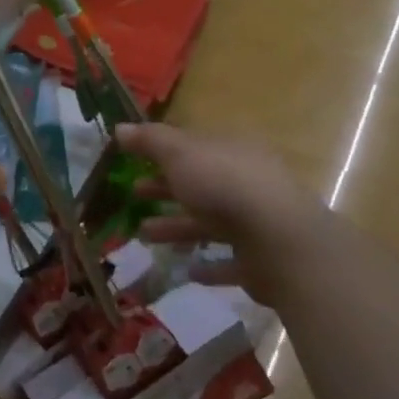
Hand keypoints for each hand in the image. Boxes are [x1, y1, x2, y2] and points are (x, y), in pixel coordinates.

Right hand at [116, 122, 330, 302]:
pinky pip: (229, 261)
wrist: (278, 239)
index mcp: (231, 151)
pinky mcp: (260, 260)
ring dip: (177, 227)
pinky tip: (187, 270)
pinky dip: (208, 265)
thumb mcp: (179, 153)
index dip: (164, 152)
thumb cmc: (223, 184)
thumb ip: (150, 141)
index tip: (136, 160)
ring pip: (210, 222)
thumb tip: (120, 127)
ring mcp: (256, 222)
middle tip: (135, 194)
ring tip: (144, 235)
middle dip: (165, 189)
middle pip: (200, 183)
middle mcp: (246, 182)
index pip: (195, 147)